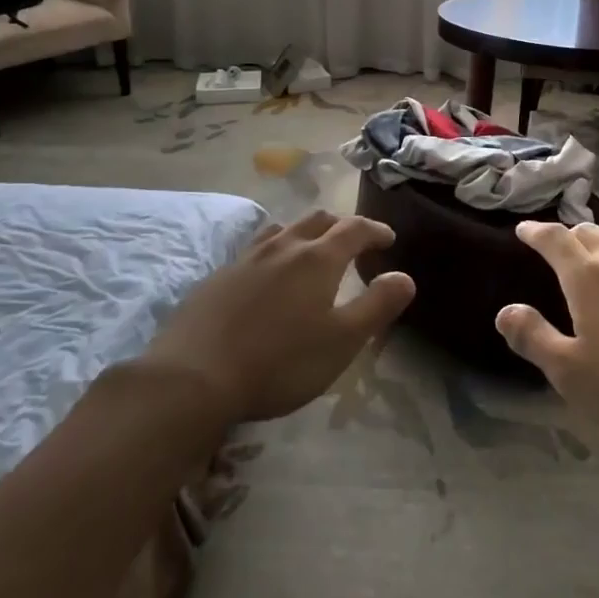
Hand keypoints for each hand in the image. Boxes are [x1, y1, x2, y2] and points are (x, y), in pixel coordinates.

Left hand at [141, 210, 415, 422]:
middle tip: (352, 243)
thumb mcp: (342, 341)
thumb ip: (377, 305)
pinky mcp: (217, 276)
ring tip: (309, 251)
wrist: (193, 377)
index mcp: (318, 258)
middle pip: (317, 220)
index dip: (375, 230)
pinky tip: (265, 276)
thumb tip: (405, 277)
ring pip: (282, 229)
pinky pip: (254, 249)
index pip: (355, 229)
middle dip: (340, 226)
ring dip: (303, 233)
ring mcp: (246, 258)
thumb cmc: (280, 362)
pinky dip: (273, 251)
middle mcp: (283, 246)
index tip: (388, 239)